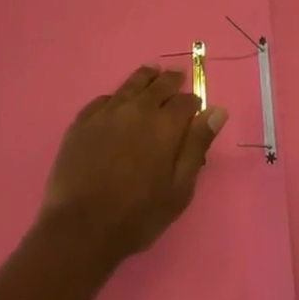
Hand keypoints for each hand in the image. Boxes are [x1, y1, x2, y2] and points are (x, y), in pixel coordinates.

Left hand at [39, 65, 228, 268]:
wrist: (81, 227)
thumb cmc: (138, 214)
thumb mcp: (179, 188)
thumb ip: (197, 146)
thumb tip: (216, 111)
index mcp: (164, 125)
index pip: (185, 101)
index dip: (193, 102)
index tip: (196, 106)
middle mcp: (137, 110)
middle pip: (158, 85)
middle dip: (171, 80)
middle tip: (176, 76)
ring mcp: (106, 113)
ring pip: (130, 85)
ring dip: (144, 77)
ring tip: (151, 72)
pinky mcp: (82, 122)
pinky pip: (103, 100)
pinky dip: (115, 96)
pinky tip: (116, 100)